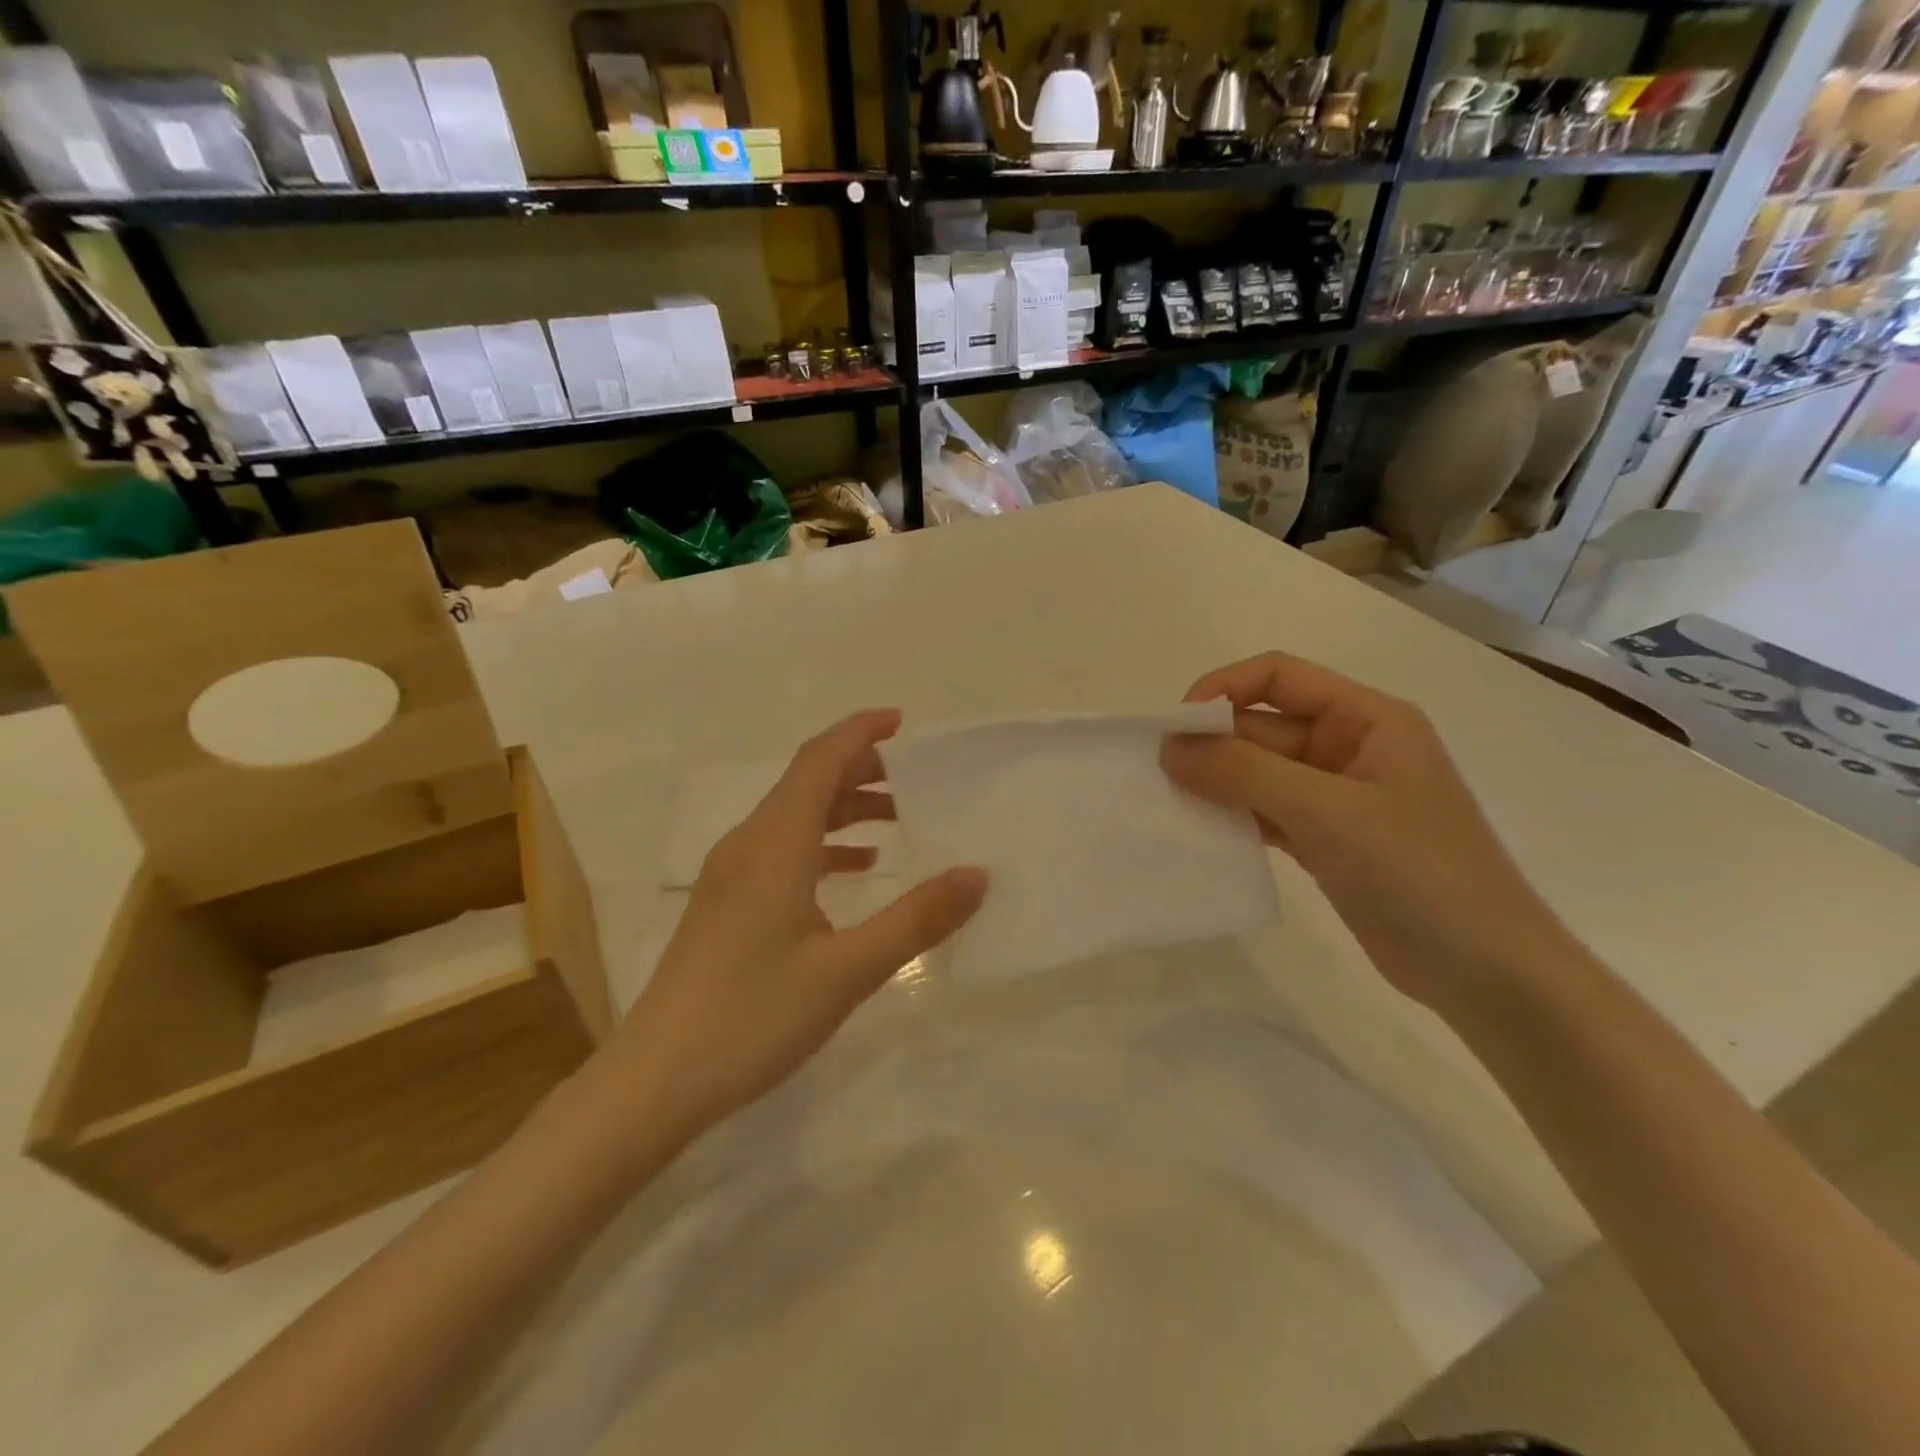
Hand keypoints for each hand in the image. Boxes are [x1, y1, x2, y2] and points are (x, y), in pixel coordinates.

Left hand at [610, 710, 986, 1141]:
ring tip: (896, 820)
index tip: (903, 722)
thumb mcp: (848, 970)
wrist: (656, 1079)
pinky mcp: (725, 903)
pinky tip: (853, 871)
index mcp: (774, 844)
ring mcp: (730, 874)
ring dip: (843, 808)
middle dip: (861, 769)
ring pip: (793, 816)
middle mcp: (748, 844)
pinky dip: (822, 844)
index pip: (819, 760)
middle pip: (806, 782)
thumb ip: (916, 918)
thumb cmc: (753, 1017)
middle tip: (916, 779)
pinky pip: (781, 849)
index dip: (860, 733)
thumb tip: (977, 874)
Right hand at [1162, 652, 1572, 1009]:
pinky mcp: (1325, 840)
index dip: (1224, 689)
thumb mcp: (1329, 812)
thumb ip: (1245, 773)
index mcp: (1367, 719)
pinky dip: (1232, 817)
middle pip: (1263, 726)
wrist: (1487, 974)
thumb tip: (1170, 747)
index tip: (1177, 726)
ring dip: (1216, 782)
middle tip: (1159, 775)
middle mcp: (1349, 747)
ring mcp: (1336, 797)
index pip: (1279, 676)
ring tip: (1169, 803)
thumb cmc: (1420, 874)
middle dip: (1212, 744)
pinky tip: (1201, 833)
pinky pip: (1264, 812)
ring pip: (1258, 772)